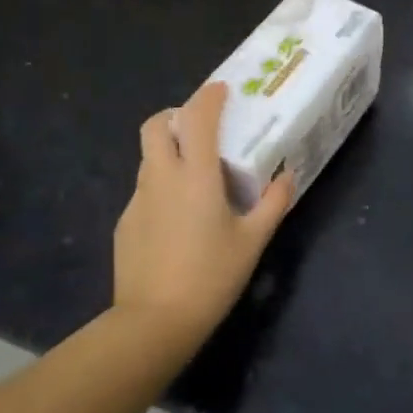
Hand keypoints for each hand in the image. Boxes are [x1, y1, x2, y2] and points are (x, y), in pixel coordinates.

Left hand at [113, 80, 292, 343]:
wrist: (153, 322)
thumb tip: (287, 176)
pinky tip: (178, 219)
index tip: (221, 90)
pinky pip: (145, 190)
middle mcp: (161, 177)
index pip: (198, 118)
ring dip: (169, 151)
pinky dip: (161, 187)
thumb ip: (273, 203)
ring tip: (195, 176)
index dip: (209, 96)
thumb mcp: (252, 241)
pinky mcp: (125, 223)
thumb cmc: (211, 277)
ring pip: (149, 157)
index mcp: (195, 175)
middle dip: (175, 115)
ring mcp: (138, 199)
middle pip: (156, 126)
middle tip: (199, 129)